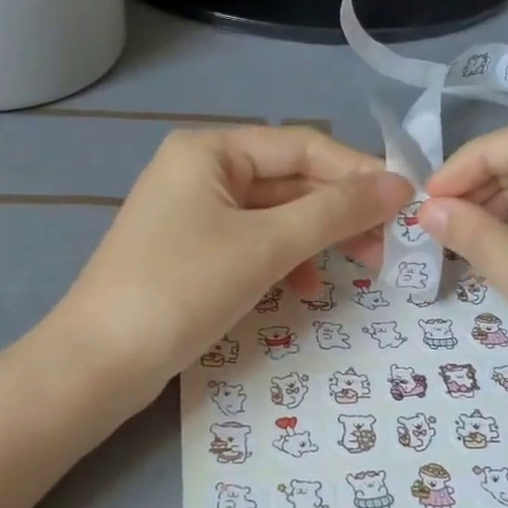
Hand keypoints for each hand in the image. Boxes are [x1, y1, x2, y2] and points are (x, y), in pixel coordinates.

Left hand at [51, 126, 412, 393]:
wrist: (100, 362)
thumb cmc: (182, 289)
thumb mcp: (265, 245)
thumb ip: (335, 212)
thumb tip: (399, 185)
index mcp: (210, 150)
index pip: (303, 145)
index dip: (358, 172)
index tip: (406, 203)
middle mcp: (200, 171)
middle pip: (290, 180)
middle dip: (340, 211)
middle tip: (387, 246)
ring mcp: (193, 215)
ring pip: (275, 216)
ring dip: (318, 238)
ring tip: (360, 269)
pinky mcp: (192, 254)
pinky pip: (253, 244)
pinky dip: (285, 260)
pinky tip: (306, 287)